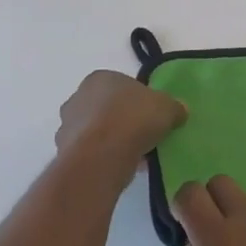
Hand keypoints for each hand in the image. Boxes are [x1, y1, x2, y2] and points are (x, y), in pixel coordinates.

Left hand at [55, 71, 186, 184]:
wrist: (102, 155)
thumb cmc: (133, 119)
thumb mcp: (166, 107)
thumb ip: (173, 107)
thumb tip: (180, 110)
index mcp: (100, 78)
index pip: (121, 86)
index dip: (138, 100)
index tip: (150, 115)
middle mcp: (78, 98)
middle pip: (105, 108)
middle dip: (121, 120)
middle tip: (143, 135)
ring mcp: (67, 126)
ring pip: (96, 132)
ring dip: (111, 141)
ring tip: (135, 155)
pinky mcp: (65, 152)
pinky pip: (90, 153)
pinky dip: (104, 158)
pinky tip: (122, 167)